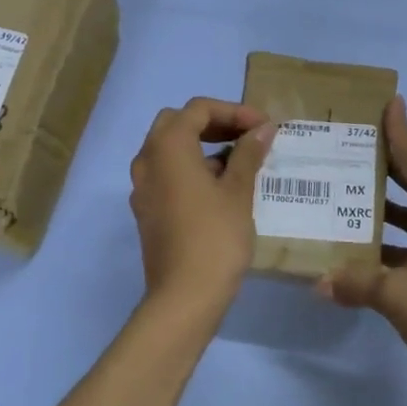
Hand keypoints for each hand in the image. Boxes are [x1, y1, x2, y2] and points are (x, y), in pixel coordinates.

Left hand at [129, 98, 275, 318]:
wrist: (184, 296)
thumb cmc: (215, 237)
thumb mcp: (238, 192)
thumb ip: (248, 154)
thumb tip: (263, 129)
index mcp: (167, 147)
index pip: (198, 109)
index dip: (234, 111)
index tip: (264, 127)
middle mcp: (147, 160)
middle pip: (177, 123)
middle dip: (214, 123)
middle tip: (246, 137)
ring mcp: (142, 187)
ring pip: (169, 150)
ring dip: (202, 146)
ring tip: (239, 162)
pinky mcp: (146, 210)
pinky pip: (167, 174)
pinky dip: (191, 169)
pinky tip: (220, 189)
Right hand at [319, 95, 406, 405]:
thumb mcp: (397, 297)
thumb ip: (355, 282)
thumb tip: (319, 283)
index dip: (400, 133)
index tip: (391, 103)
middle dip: (391, 169)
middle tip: (358, 150)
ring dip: (395, 209)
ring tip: (355, 200)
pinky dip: (406, 238)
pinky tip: (374, 249)